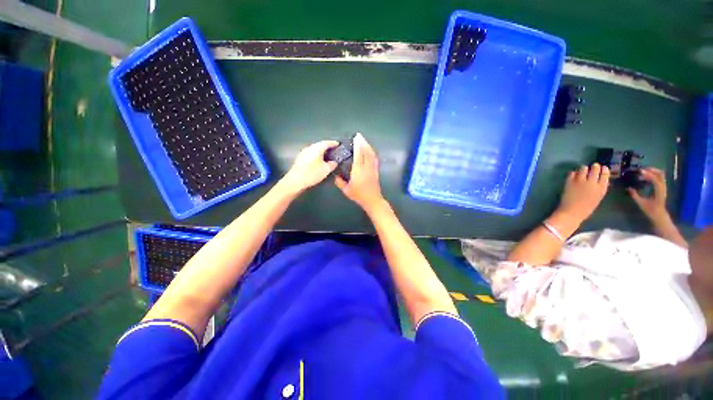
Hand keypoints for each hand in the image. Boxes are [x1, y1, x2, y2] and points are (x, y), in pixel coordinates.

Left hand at [282, 140, 338, 192]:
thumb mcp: (326, 169)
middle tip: (334, 150)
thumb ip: (332, 164)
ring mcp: (304, 153)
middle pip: (320, 145)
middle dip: (327, 147)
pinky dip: (317, 156)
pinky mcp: (300, 159)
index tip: (338, 144)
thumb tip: (334, 162)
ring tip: (328, 156)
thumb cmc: (312, 173)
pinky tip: (319, 161)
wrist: (295, 180)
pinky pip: (311, 154)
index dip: (333, 143)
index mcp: (317, 148)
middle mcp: (309, 148)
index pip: (327, 143)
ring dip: (321, 152)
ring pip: (315, 150)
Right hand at [335, 133, 384, 212]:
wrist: (372, 200)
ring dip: (368, 146)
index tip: (356, 138)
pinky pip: (375, 159)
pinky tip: (371, 151)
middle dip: (363, 143)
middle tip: (359, 136)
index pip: (359, 155)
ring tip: (364, 141)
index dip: (358, 145)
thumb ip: (340, 182)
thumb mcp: (347, 190)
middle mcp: (366, 167)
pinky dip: (372, 153)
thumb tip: (335, 177)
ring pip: (371, 154)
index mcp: (358, 170)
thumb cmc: (359, 195)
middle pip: (366, 152)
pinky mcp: (376, 171)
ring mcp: (372, 169)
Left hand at [556, 163, 609, 224]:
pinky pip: (572, 173)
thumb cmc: (586, 208)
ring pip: (583, 168)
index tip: (603, 168)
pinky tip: (573, 175)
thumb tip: (601, 179)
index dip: (604, 170)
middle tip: (592, 167)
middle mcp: (591, 183)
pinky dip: (573, 173)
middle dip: (594, 167)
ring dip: (583, 169)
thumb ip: (600, 188)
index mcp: (601, 188)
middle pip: (594, 169)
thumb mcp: (598, 198)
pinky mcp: (569, 182)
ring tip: (582, 171)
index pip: (605, 175)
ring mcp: (580, 182)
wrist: (571, 213)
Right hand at [628, 168, 667, 220]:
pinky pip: (659, 178)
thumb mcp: (641, 203)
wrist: (659, 214)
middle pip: (660, 174)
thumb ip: (635, 195)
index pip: (655, 180)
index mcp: (658, 191)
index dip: (648, 175)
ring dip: (653, 172)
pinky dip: (653, 175)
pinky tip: (646, 178)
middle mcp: (663, 187)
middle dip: (652, 170)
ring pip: (661, 175)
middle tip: (642, 170)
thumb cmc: (650, 209)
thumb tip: (628, 188)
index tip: (640, 172)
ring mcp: (663, 187)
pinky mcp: (662, 188)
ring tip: (643, 173)